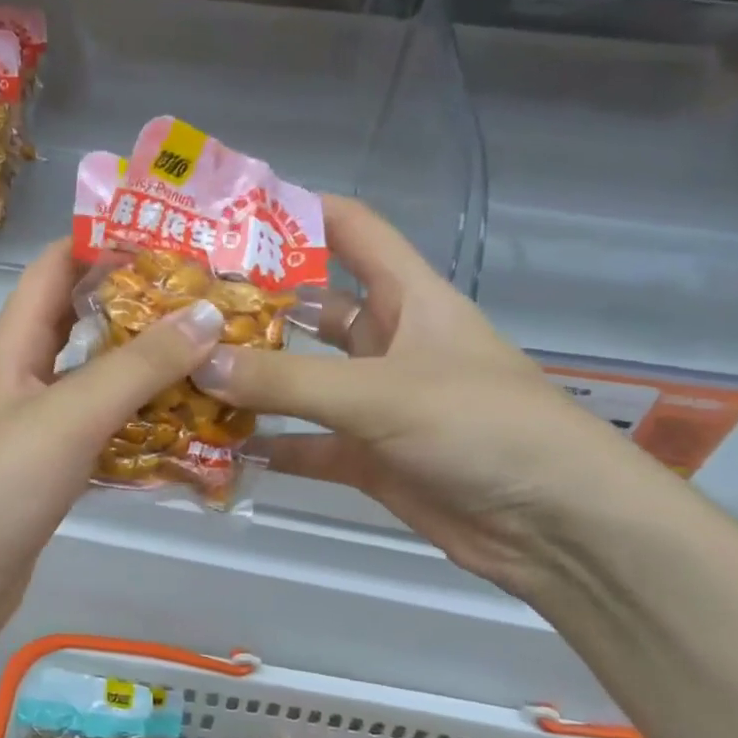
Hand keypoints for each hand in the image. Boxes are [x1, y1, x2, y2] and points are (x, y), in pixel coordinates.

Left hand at [0, 239, 225, 639]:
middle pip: (81, 323)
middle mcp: (22, 377)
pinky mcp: (50, 471)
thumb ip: (138, 367)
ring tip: (211, 358)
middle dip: (139, 307)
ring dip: (146, 369)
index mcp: (12, 346)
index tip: (170, 237)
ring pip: (96, 381)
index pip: (54, 268)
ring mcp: (35, 427)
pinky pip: (101, 432)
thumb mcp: (70, 416)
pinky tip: (186, 430)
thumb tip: (207, 314)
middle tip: (208, 300)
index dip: (103, 243)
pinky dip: (139, 425)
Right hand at [192, 196, 659, 594]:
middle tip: (182, 303)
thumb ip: (289, 381)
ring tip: (184, 371)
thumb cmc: (481, 426)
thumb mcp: (382, 392)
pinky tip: (216, 446)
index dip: (298, 211)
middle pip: (311, 309)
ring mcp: (375, 402)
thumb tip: (200, 363)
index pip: (350, 229)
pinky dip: (267, 446)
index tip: (229, 213)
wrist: (555, 525)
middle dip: (255, 305)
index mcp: (408, 297)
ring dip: (252, 380)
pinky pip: (305, 444)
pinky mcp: (367, 456)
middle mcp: (387, 342)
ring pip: (300, 381)